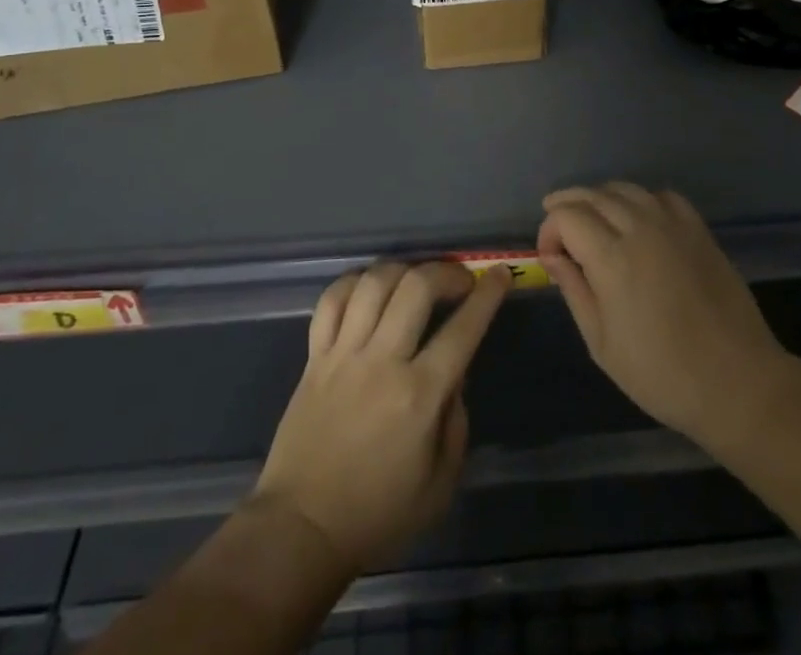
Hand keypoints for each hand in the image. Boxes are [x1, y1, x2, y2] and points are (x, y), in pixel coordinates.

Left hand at [251, 261, 506, 575]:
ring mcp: (344, 354)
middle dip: (446, 272)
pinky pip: (332, 300)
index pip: (463, 329)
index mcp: (419, 396)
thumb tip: (455, 376)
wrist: (301, 529)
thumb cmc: (377, 514)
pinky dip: (354, 283)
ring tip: (415, 280)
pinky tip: (369, 288)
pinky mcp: (314, 356)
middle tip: (459, 280)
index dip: (486, 295)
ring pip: (374, 283)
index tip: (498, 274)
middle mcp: (382, 362)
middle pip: (417, 287)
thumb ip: (455, 422)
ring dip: (403, 270)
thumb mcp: (439, 485)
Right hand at [538, 183, 788, 448]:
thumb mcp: (602, 343)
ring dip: (601, 198)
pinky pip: (662, 196)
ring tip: (593, 220)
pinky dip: (641, 200)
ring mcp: (673, 225)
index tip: (549, 256)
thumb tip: (552, 257)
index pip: (567, 216)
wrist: (736, 382)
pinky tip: (639, 220)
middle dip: (568, 206)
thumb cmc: (662, 374)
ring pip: (625, 189)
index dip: (549, 229)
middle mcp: (640, 228)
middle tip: (559, 230)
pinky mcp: (699, 229)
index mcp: (612, 258)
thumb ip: (574, 291)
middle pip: (593, 195)